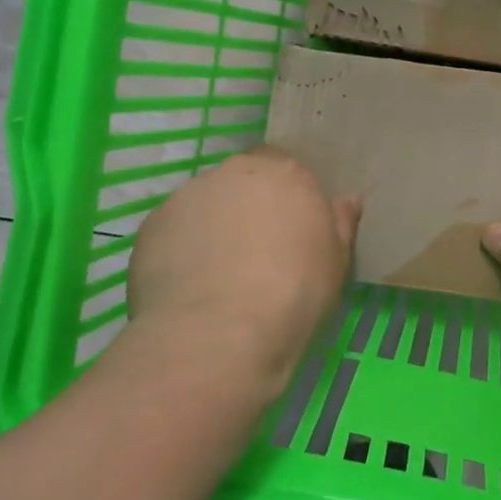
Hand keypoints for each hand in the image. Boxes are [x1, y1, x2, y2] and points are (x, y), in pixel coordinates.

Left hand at [112, 147, 360, 399]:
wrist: (221, 333)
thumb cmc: (296, 293)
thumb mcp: (336, 261)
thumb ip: (340, 223)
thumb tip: (348, 199)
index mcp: (284, 173)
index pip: (282, 166)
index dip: (282, 195)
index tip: (286, 227)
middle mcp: (234, 172)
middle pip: (240, 181)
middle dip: (245, 207)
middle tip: (253, 251)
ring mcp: (188, 195)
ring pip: (203, 204)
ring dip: (210, 227)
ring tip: (215, 274)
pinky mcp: (152, 225)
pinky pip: (173, 231)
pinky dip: (180, 249)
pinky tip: (188, 287)